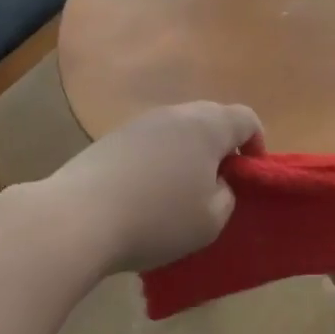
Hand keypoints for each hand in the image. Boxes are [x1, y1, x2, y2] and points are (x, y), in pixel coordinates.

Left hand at [42, 102, 262, 274]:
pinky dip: (158, 161)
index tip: (249, 176)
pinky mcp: (112, 138)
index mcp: (208, 125)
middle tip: (218, 185)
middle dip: (221, 148)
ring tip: (180, 193)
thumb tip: (216, 181)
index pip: (247, 118)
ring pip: (178, 130)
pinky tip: (145, 195)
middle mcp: (176, 113)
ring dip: (188, 154)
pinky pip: (150, 142)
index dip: (256, 145)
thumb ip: (226, 195)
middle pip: (211, 119)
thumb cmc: (157, 218)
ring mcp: (140, 122)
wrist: (78, 217)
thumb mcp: (211, 220)